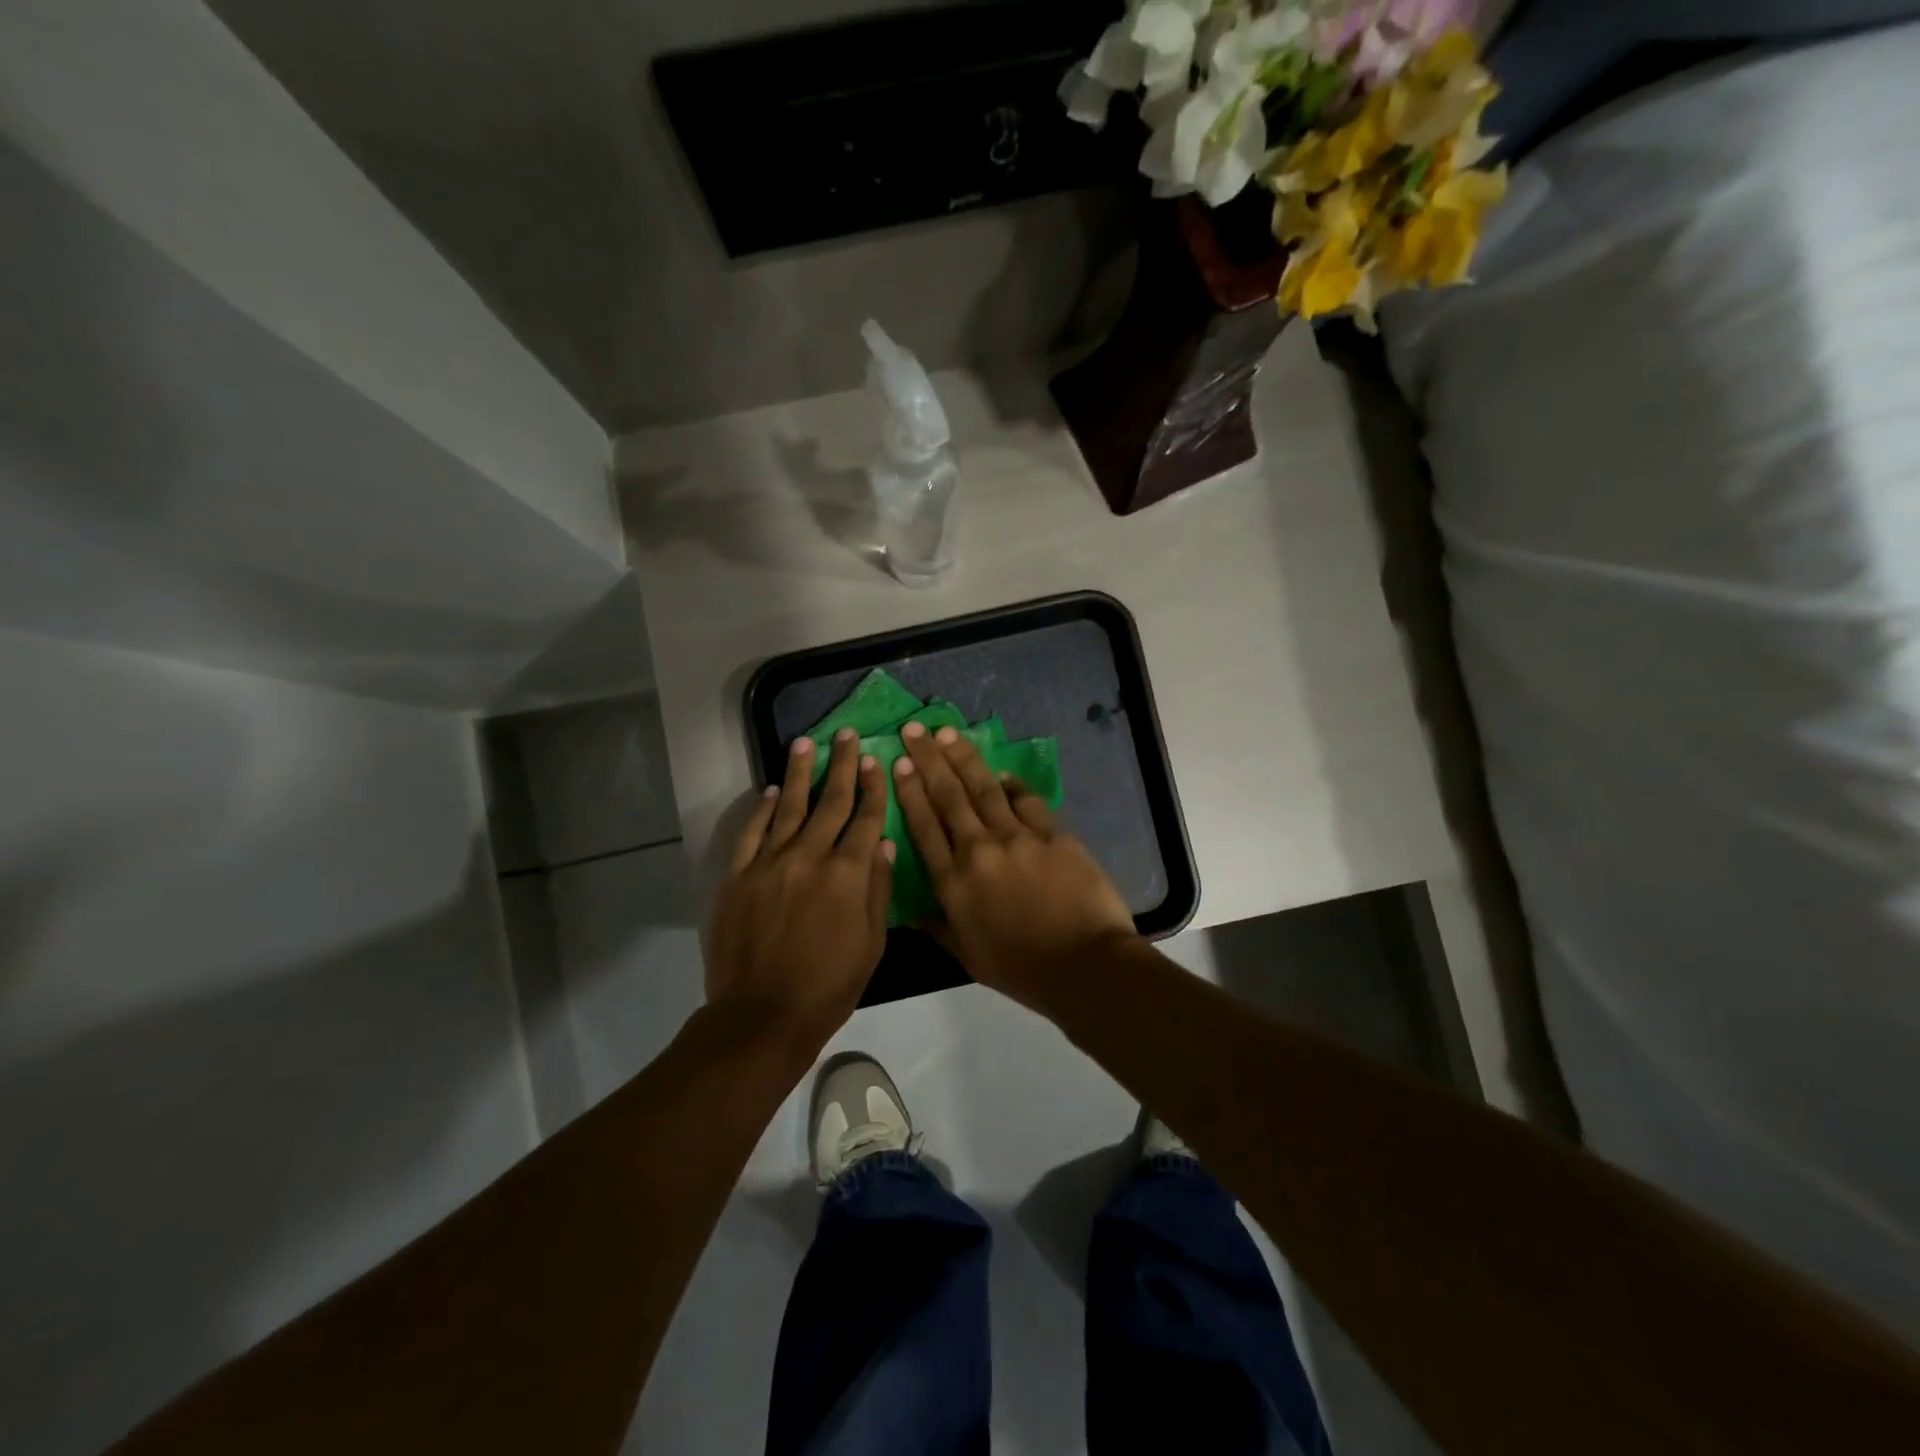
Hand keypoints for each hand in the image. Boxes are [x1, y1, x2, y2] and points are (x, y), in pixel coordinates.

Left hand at [706, 730, 893, 1041]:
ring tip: (806, 743)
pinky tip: (773, 791)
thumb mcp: (871, 943)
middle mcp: (810, 856)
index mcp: (848, 873)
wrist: (763, 1014)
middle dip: (843, 765)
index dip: (872, 787)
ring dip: (800, 772)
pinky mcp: (738, 875)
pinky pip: (752, 832)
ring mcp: (770, 862)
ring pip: (790, 806)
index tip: (876, 760)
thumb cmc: (829, 985)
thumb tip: (882, 843)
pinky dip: (763, 809)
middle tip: (847, 735)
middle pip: (830, 801)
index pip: (865, 817)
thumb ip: (877, 889)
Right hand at [891, 722, 1138, 1008]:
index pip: (924, 826)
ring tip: (947, 733)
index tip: (899, 763)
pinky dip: (1012, 784)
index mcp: (953, 882)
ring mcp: (1018, 838)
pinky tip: (1001, 773)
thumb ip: (939, 927)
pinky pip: (1027, 801)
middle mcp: (979, 850)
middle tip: (914, 730)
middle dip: (929, 759)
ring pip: (984, 788)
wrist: (1083, 965)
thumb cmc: (1021, 969)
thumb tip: (911, 914)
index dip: (910, 791)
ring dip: (963, 757)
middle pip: (949, 796)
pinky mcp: (1053, 834)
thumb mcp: (968, 955)